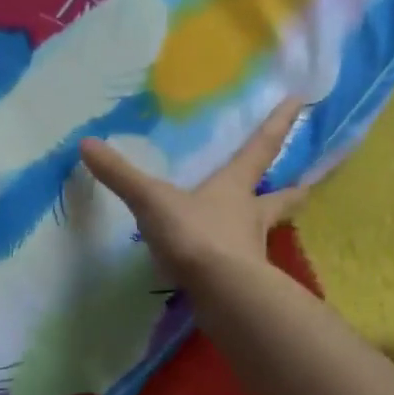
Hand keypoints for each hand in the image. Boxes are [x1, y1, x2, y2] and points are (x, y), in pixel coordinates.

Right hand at [81, 98, 306, 283]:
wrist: (220, 293)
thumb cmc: (195, 235)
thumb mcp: (152, 200)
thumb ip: (121, 175)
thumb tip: (87, 143)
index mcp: (234, 188)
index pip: (260, 148)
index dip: (278, 124)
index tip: (300, 102)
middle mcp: (249, 217)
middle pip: (279, 199)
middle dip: (292, 191)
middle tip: (306, 185)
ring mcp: (249, 252)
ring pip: (264, 233)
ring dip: (266, 227)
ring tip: (259, 228)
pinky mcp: (241, 282)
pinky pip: (241, 265)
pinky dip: (237, 262)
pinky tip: (224, 268)